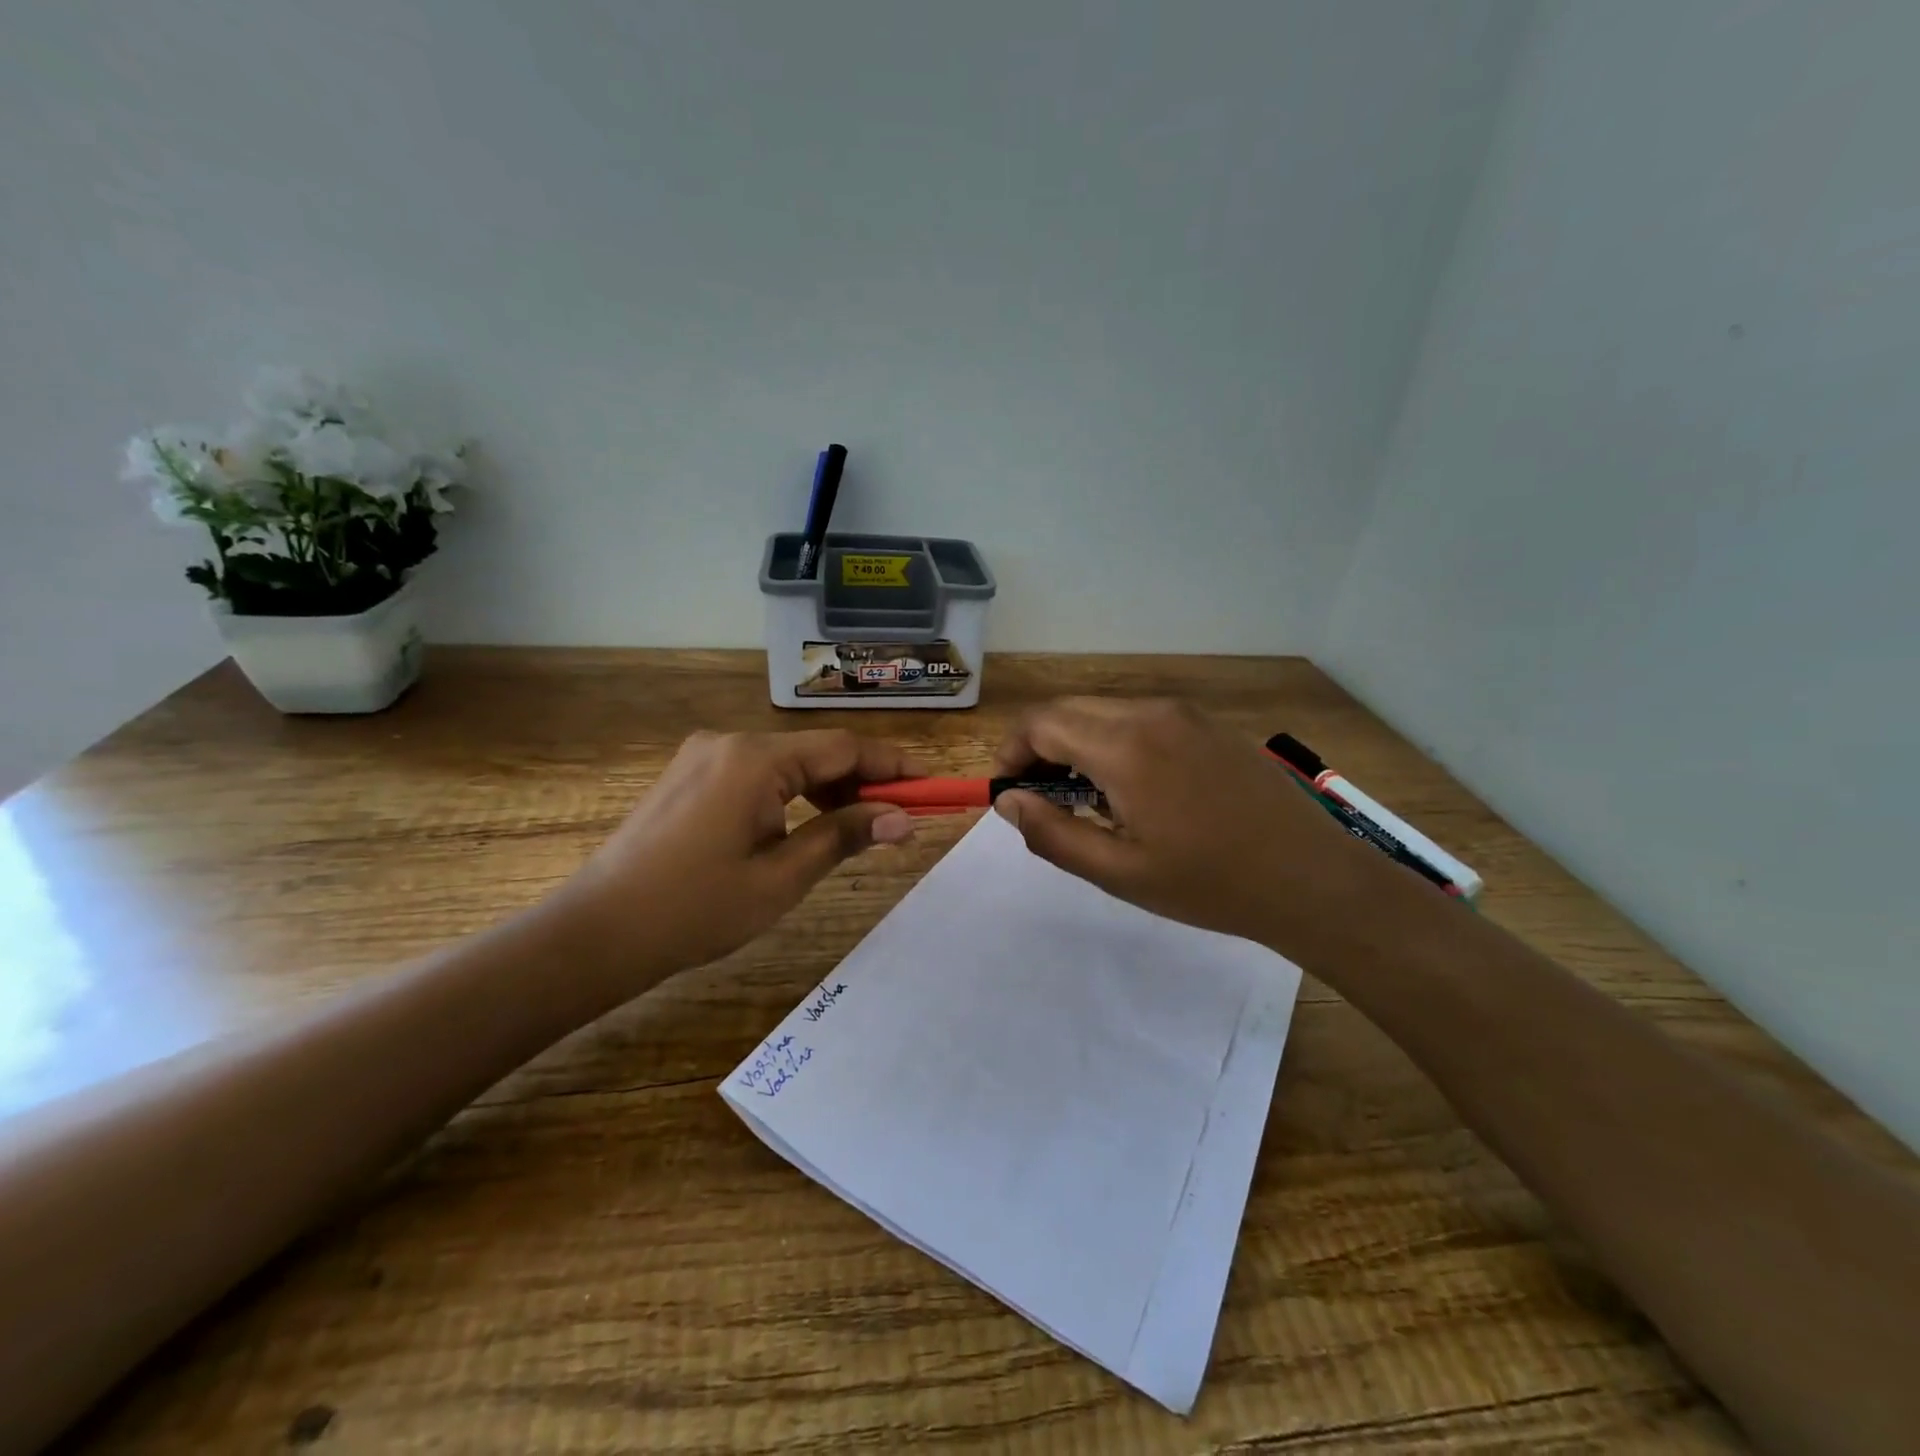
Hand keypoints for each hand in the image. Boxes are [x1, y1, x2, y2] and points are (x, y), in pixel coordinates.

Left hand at [562, 729, 922, 980]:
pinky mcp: (688, 777)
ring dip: (826, 790)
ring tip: (857, 828)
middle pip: (815, 752)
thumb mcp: (781, 877)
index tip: (931, 786)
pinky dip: (790, 795)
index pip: (844, 748)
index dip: (893, 765)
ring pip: (785, 764)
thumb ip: (844, 836)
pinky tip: (803, 827)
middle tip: (898, 819)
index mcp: (755, 759)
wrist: (596, 933)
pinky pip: (755, 775)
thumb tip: (902, 819)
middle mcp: (729, 742)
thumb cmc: (695, 909)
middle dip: (861, 782)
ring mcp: (703, 757)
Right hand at [991, 698, 1389, 952]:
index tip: (1008, 790)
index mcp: (1125, 746)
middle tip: (1040, 797)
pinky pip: (1141, 718)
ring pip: (1104, 711)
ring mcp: (1184, 714)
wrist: (1311, 877)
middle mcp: (1151, 713)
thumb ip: (1052, 833)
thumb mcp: (1119, 872)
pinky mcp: (1207, 724)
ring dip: (1077, 743)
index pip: (1041, 723)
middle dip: (1040, 746)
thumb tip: (1008, 801)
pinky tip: (1134, 789)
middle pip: (1069, 709)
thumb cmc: (1209, 883)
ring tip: (1087, 800)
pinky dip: (1115, 741)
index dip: (1012, 752)